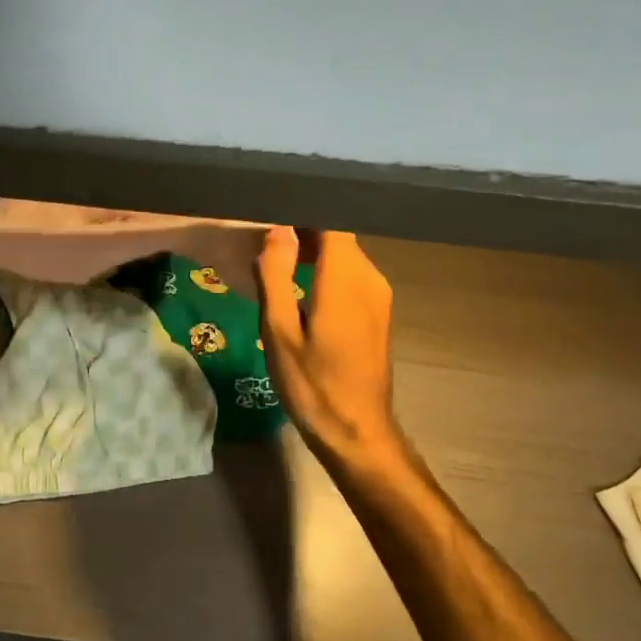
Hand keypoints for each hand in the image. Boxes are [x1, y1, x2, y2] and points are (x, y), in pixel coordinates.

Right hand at [256, 228, 409, 471]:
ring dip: (313, 252)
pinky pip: (351, 276)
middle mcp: (369, 276)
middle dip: (302, 230)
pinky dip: (326, 272)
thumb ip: (276, 275)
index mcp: (345, 275)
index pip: (329, 219)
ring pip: (345, 256)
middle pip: (337, 235)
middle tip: (262, 237)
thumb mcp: (279, 331)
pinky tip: (299, 288)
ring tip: (275, 260)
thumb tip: (276, 229)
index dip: (301, 209)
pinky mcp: (378, 313)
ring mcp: (378, 295)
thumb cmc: (312, 384)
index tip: (270, 209)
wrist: (357, 432)